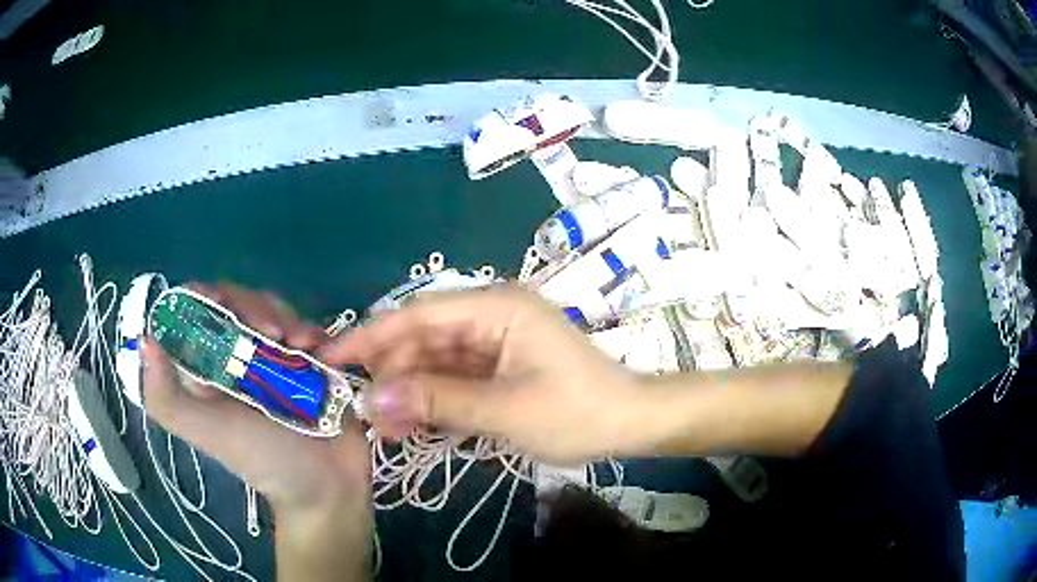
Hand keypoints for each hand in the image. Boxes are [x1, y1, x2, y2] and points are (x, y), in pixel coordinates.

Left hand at [142, 283, 370, 521]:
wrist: (325, 484)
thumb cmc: (262, 458)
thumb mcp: (207, 432)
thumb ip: (167, 397)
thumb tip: (144, 340)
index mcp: (204, 369)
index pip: (192, 313)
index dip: (202, 298)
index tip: (222, 304)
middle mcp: (233, 357)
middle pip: (233, 302)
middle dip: (252, 307)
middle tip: (273, 333)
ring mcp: (270, 356)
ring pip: (269, 308)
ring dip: (285, 317)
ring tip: (301, 343)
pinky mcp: (303, 359)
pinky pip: (302, 326)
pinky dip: (310, 330)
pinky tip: (320, 349)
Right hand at [319, 285, 650, 463]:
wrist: (629, 423)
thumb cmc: (576, 412)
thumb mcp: (504, 410)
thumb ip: (436, 402)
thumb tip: (371, 402)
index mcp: (496, 308)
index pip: (419, 314)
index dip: (371, 335)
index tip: (332, 359)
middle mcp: (490, 316)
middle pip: (423, 337)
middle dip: (390, 371)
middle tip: (358, 408)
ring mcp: (494, 342)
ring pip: (435, 360)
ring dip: (407, 390)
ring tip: (381, 426)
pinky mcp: (498, 366)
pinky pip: (453, 378)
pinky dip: (431, 400)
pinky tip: (409, 423)